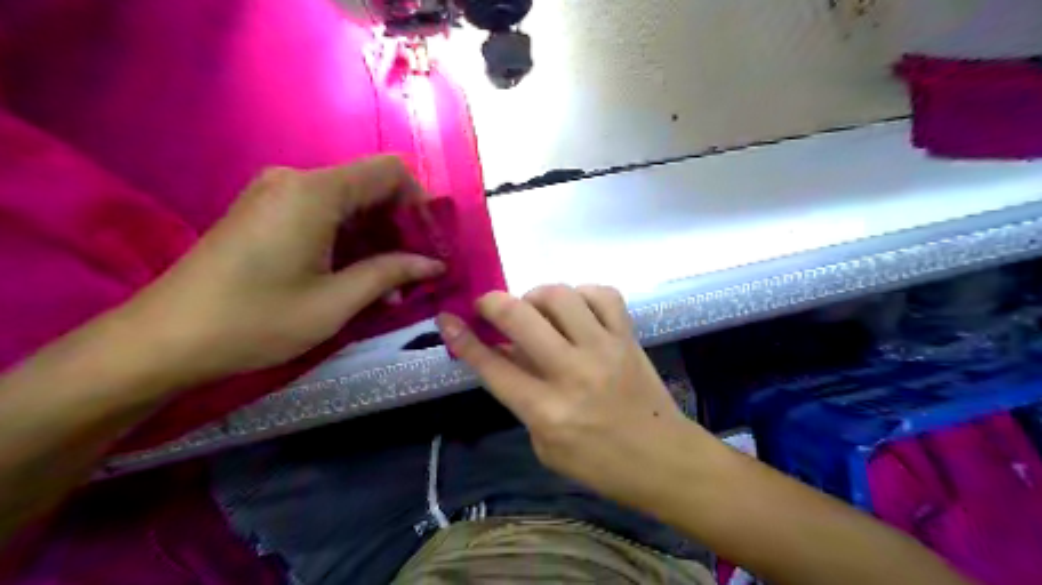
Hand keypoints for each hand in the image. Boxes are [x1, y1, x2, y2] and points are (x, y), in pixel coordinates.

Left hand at [125, 156, 443, 384]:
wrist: (163, 339)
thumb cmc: (256, 320)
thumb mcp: (335, 302)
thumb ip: (390, 274)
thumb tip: (434, 264)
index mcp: (315, 192)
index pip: (390, 171)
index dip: (420, 203)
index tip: (431, 244)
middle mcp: (296, 181)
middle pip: (370, 187)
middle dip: (400, 227)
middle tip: (417, 272)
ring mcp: (276, 195)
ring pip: (348, 204)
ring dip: (376, 240)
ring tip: (389, 286)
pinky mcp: (264, 213)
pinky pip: (323, 215)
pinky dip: (348, 241)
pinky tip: (355, 277)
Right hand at [436, 286, 704, 504]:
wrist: (664, 460)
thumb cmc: (600, 464)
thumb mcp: (546, 445)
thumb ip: (522, 396)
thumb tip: (506, 351)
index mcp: (547, 411)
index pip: (493, 366)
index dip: (463, 339)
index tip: (447, 319)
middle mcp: (572, 372)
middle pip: (521, 318)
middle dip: (493, 303)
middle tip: (488, 306)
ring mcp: (604, 349)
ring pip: (560, 296)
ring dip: (536, 296)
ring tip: (536, 310)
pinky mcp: (628, 337)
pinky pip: (603, 294)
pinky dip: (582, 294)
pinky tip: (576, 308)